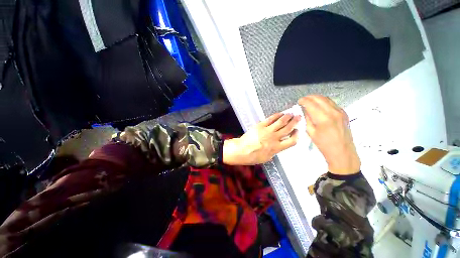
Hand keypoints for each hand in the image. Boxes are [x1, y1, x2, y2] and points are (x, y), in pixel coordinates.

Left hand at [223, 113, 299, 164]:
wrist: (242, 150)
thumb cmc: (253, 157)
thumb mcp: (267, 158)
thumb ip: (275, 151)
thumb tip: (278, 146)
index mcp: (277, 148)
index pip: (292, 141)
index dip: (296, 135)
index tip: (297, 131)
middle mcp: (274, 138)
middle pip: (288, 129)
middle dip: (295, 122)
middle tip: (298, 117)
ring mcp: (267, 131)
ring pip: (281, 122)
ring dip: (287, 117)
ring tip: (291, 113)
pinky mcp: (260, 125)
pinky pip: (270, 119)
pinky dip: (276, 115)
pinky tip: (280, 113)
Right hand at [298, 95, 359, 174]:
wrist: (342, 152)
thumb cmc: (324, 144)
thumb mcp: (311, 132)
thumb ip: (308, 119)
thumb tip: (305, 110)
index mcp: (323, 118)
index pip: (311, 103)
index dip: (304, 101)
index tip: (299, 101)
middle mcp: (333, 112)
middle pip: (319, 98)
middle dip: (309, 97)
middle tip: (303, 100)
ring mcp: (340, 112)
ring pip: (327, 99)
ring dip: (317, 98)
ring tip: (310, 101)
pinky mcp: (344, 113)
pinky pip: (332, 103)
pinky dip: (324, 102)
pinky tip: (319, 106)